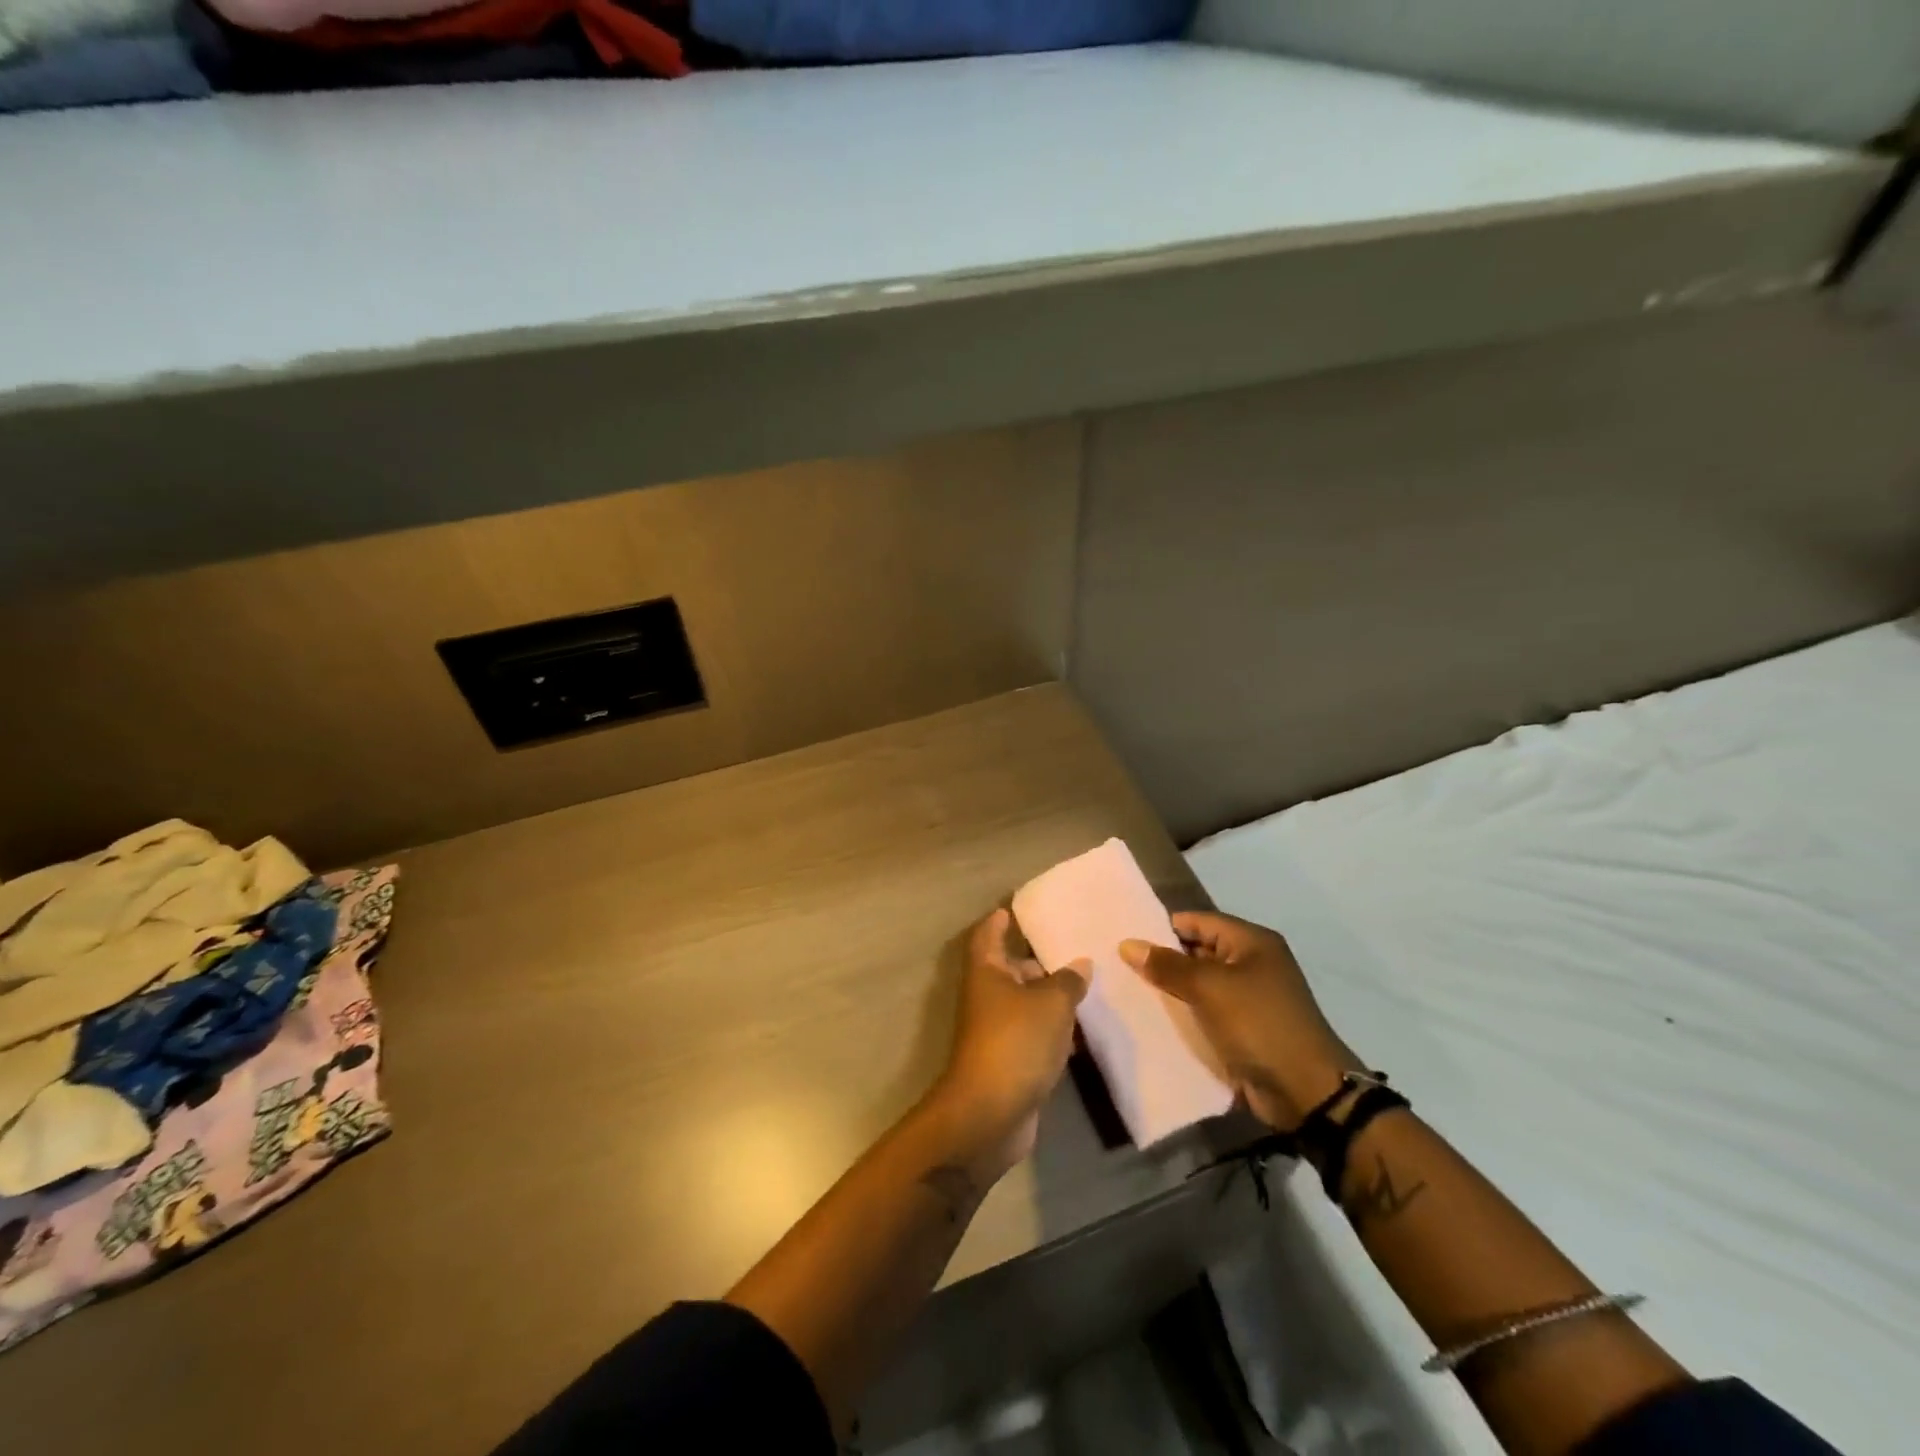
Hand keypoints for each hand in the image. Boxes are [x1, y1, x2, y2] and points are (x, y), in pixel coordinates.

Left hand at [934, 908, 1088, 1179]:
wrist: (990, 1114)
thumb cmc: (1015, 1042)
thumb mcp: (1051, 1003)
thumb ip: (1068, 980)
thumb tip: (1080, 964)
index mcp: (986, 972)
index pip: (989, 934)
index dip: (1000, 920)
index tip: (1017, 908)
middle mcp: (987, 997)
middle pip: (1010, 969)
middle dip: (1038, 961)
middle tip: (1075, 949)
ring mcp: (997, 1031)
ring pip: (1026, 1004)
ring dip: (1051, 997)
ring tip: (1089, 985)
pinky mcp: (1010, 1061)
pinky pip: (1035, 1034)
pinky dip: (1055, 1030)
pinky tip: (1084, 1031)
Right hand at [1121, 911, 1361, 1130]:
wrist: (1306, 1092)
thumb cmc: (1259, 1024)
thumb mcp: (1209, 988)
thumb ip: (1167, 965)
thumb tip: (1128, 944)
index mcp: (1252, 942)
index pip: (1198, 921)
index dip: (1163, 927)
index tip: (1127, 937)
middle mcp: (1252, 963)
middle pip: (1198, 951)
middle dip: (1163, 958)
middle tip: (1119, 964)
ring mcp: (1250, 998)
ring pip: (1200, 984)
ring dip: (1171, 988)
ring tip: (1127, 988)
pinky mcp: (1244, 1028)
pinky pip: (1206, 1012)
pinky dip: (1184, 1014)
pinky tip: (1152, 1018)